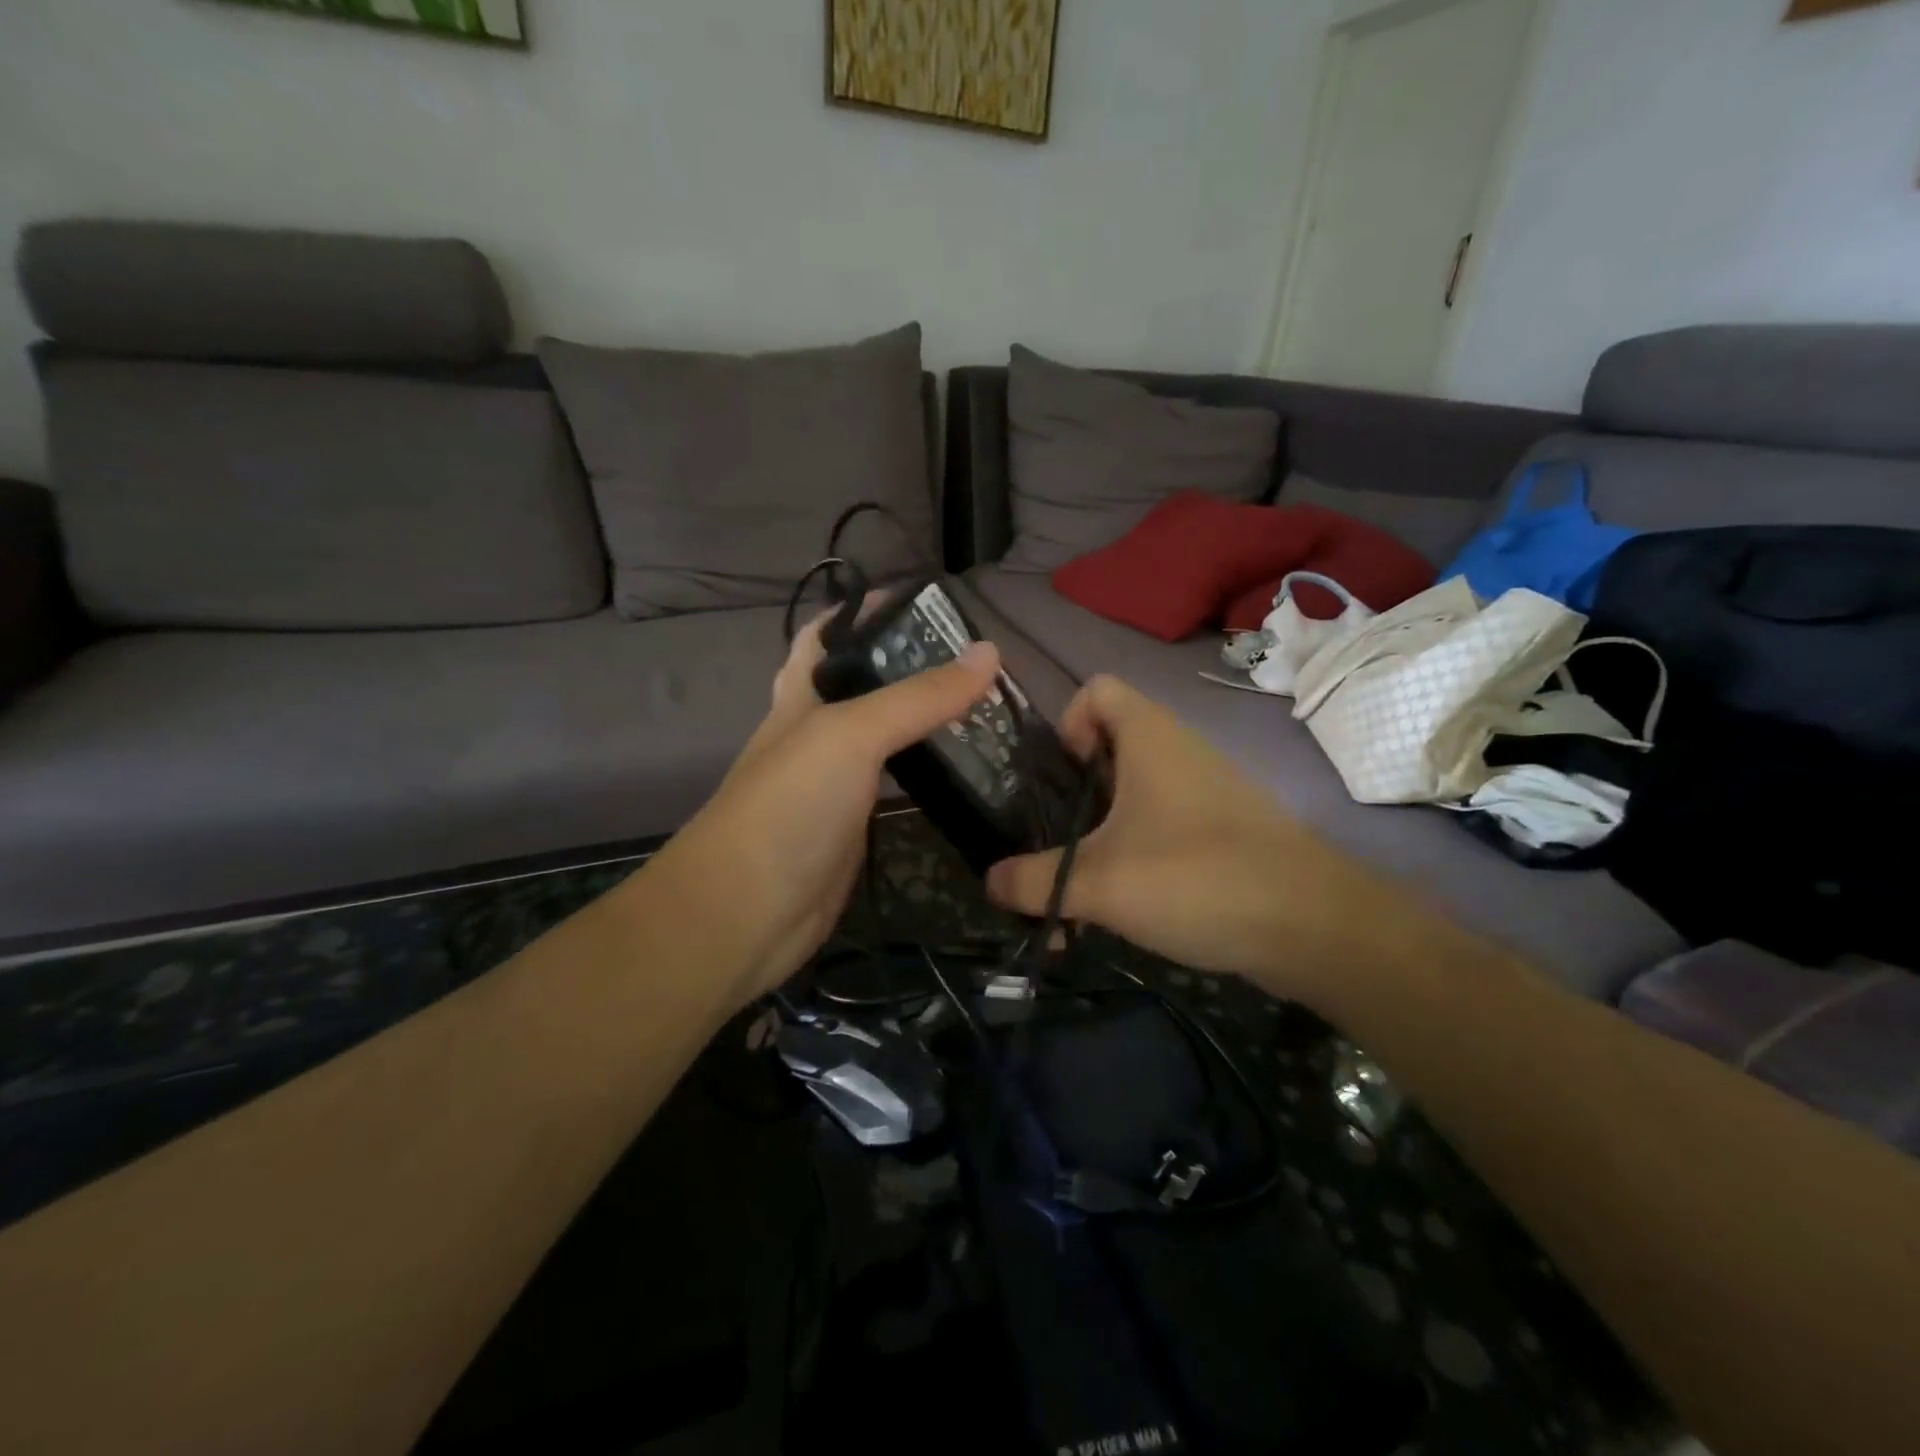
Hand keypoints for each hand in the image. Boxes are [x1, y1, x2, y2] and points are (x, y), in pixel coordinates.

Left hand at [654, 610, 1001, 1009]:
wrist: (746, 913)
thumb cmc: (789, 806)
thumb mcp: (852, 735)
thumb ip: (919, 696)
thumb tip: (989, 652)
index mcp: (801, 696)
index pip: (828, 635)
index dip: (866, 610)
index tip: (927, 602)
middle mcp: (817, 732)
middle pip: (864, 685)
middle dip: (911, 666)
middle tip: (977, 660)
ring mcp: (836, 784)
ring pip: (886, 738)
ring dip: (926, 721)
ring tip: (986, 705)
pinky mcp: (855, 826)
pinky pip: (896, 787)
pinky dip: (927, 774)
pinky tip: (965, 769)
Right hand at [985, 675, 1411, 1005]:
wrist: (1313, 926)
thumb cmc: (1196, 876)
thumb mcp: (1099, 882)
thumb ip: (1034, 881)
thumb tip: (988, 881)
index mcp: (1149, 735)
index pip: (1096, 688)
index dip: (1066, 722)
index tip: (1059, 779)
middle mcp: (1178, 750)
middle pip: (1108, 747)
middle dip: (1072, 795)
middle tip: (1055, 843)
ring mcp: (1204, 792)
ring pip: (1132, 796)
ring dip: (1098, 838)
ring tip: (1078, 894)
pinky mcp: (1221, 831)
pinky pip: (1161, 828)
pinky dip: (1133, 858)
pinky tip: (1121, 910)